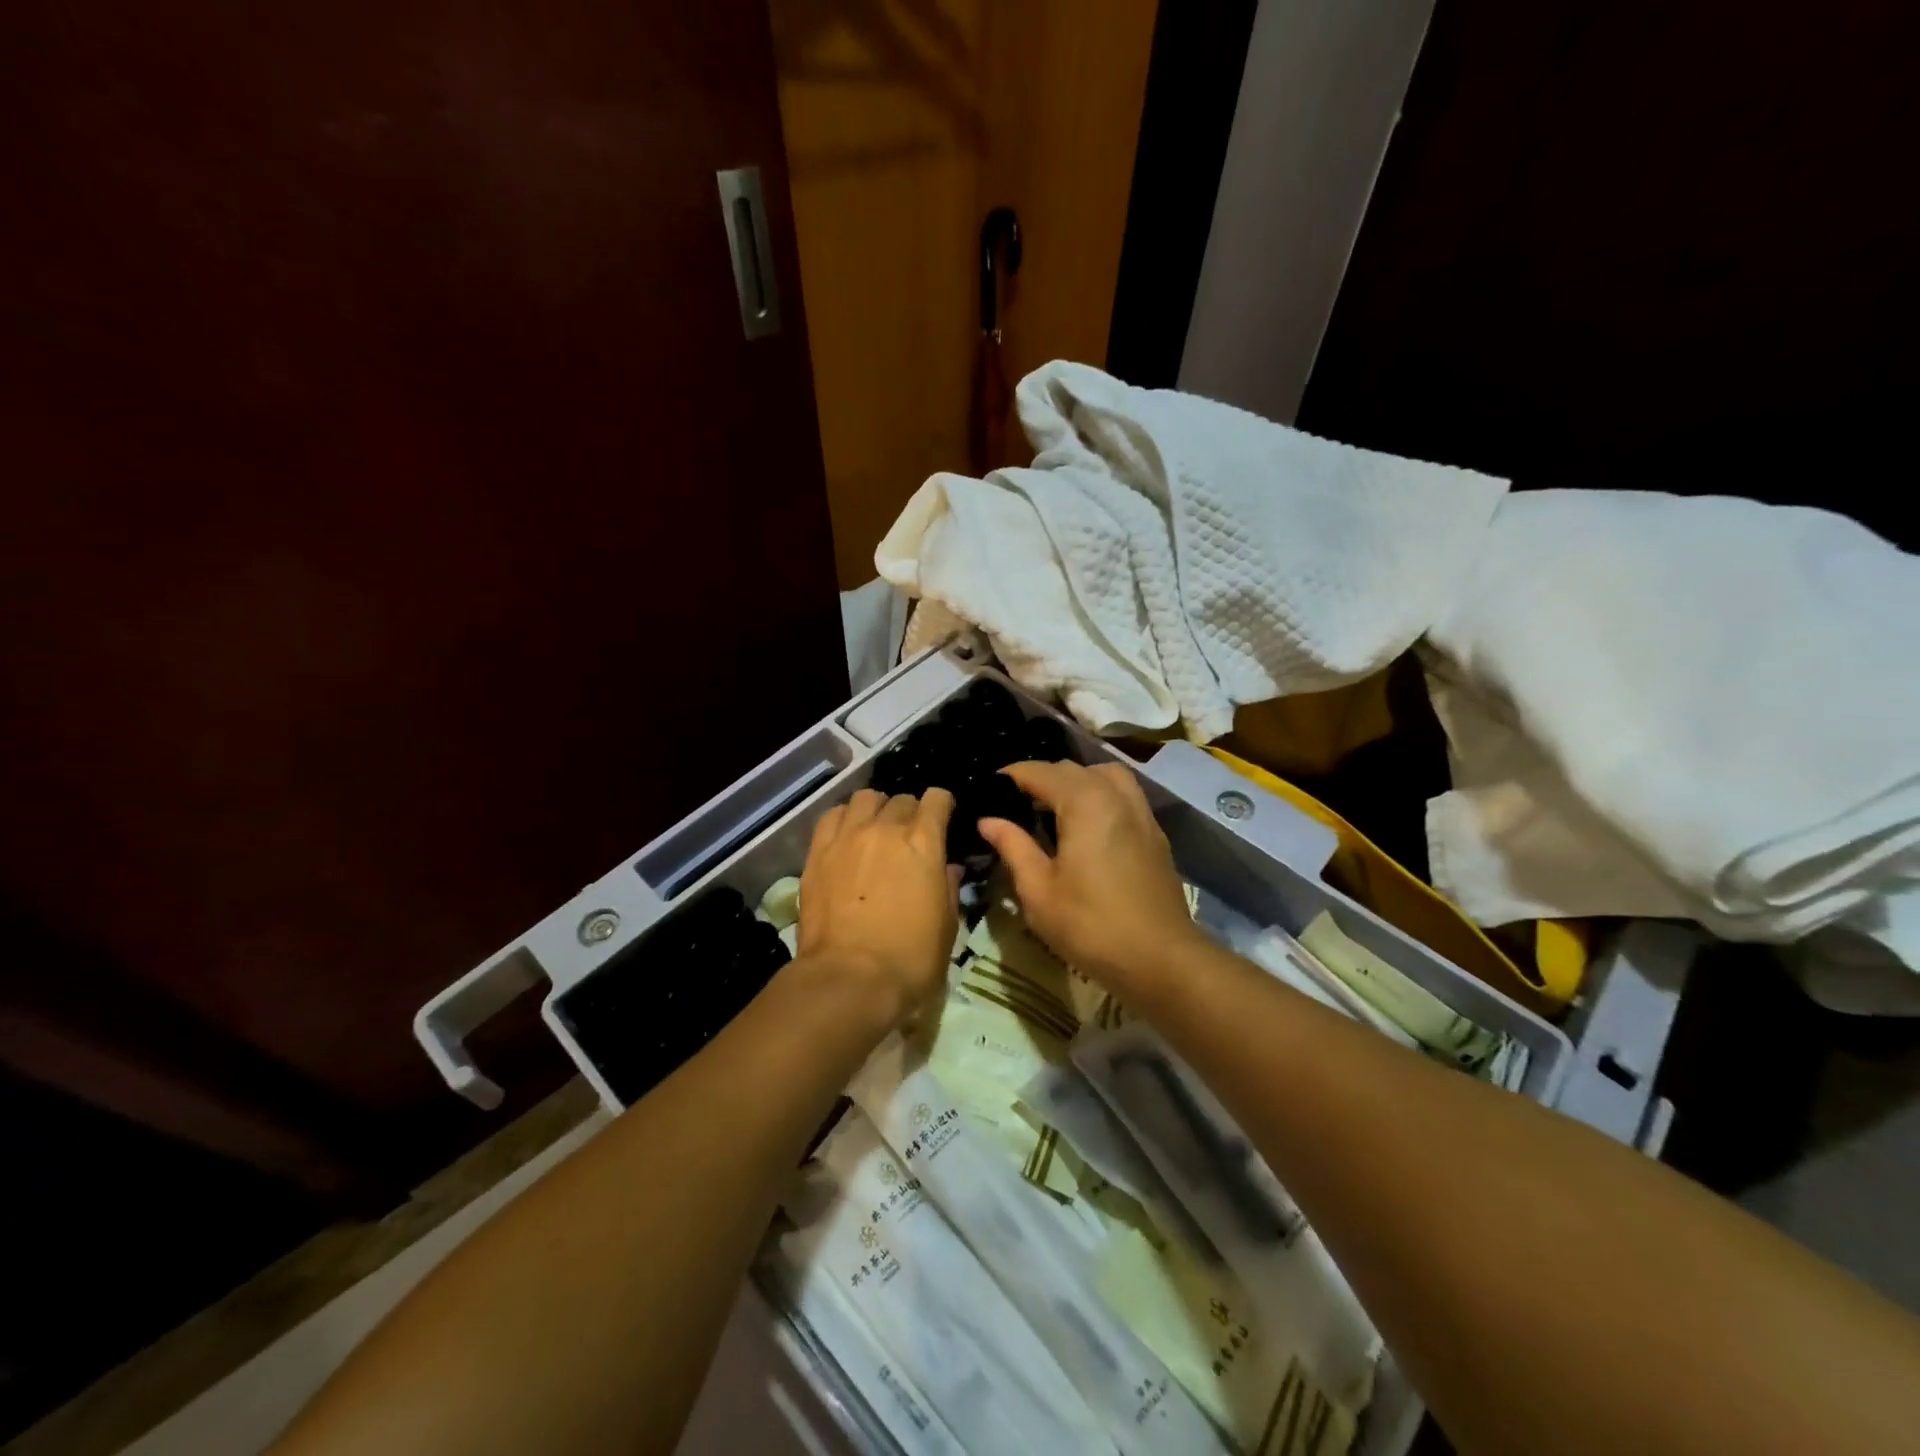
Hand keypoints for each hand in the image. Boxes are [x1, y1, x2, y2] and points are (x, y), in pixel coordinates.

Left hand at [797, 787, 958, 1031]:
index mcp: (924, 843)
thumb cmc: (910, 959)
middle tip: (908, 835)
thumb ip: (947, 887)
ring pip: (864, 798)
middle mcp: (885, 828)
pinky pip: (832, 816)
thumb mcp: (946, 926)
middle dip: (909, 812)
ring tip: (875, 828)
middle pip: (901, 799)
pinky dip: (844, 818)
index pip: (936, 799)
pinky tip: (846, 836)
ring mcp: (848, 837)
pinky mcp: (817, 852)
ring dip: (875, 809)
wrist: (850, 979)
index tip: (943, 817)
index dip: (942, 805)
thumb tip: (947, 868)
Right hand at [977, 761, 1203, 993]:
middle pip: (1072, 769)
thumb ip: (1013, 847)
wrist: (1160, 959)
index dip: (1010, 776)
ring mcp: (1141, 812)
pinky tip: (1087, 826)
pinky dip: (1101, 795)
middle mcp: (1115, 795)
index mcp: (1084, 802)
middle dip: (1041, 778)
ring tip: (1054, 808)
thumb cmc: (1091, 925)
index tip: (988, 789)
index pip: (1039, 772)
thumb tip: (988, 820)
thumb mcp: (1038, 891)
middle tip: (1014, 804)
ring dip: (1076, 781)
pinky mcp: (1155, 833)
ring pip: (1104, 775)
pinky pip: (1124, 795)